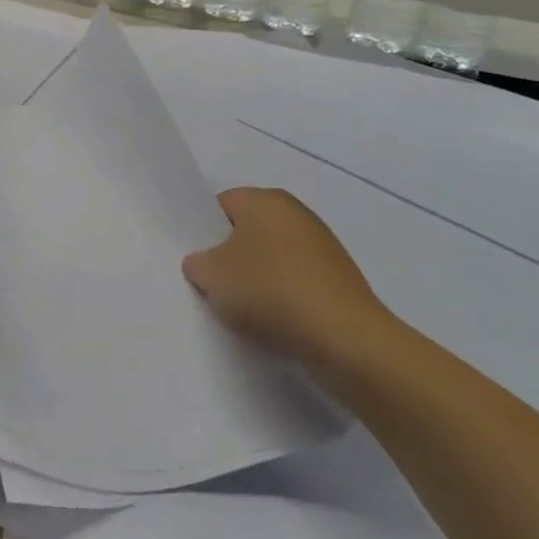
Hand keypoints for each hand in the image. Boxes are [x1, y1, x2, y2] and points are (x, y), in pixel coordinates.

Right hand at [183, 188, 399, 393]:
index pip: (219, 205)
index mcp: (265, 200)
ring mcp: (321, 246)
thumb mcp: (212, 276)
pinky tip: (272, 322)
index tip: (194, 261)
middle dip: (228, 257)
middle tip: (210, 286)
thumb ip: (196, 263)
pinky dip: (281, 297)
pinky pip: (294, 281)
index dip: (201, 232)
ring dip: (255, 280)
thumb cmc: (271, 292)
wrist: (344, 339)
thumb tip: (203, 263)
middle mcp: (295, 213)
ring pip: (271, 257)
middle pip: (246, 231)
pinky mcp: (338, 278)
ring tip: (240, 311)